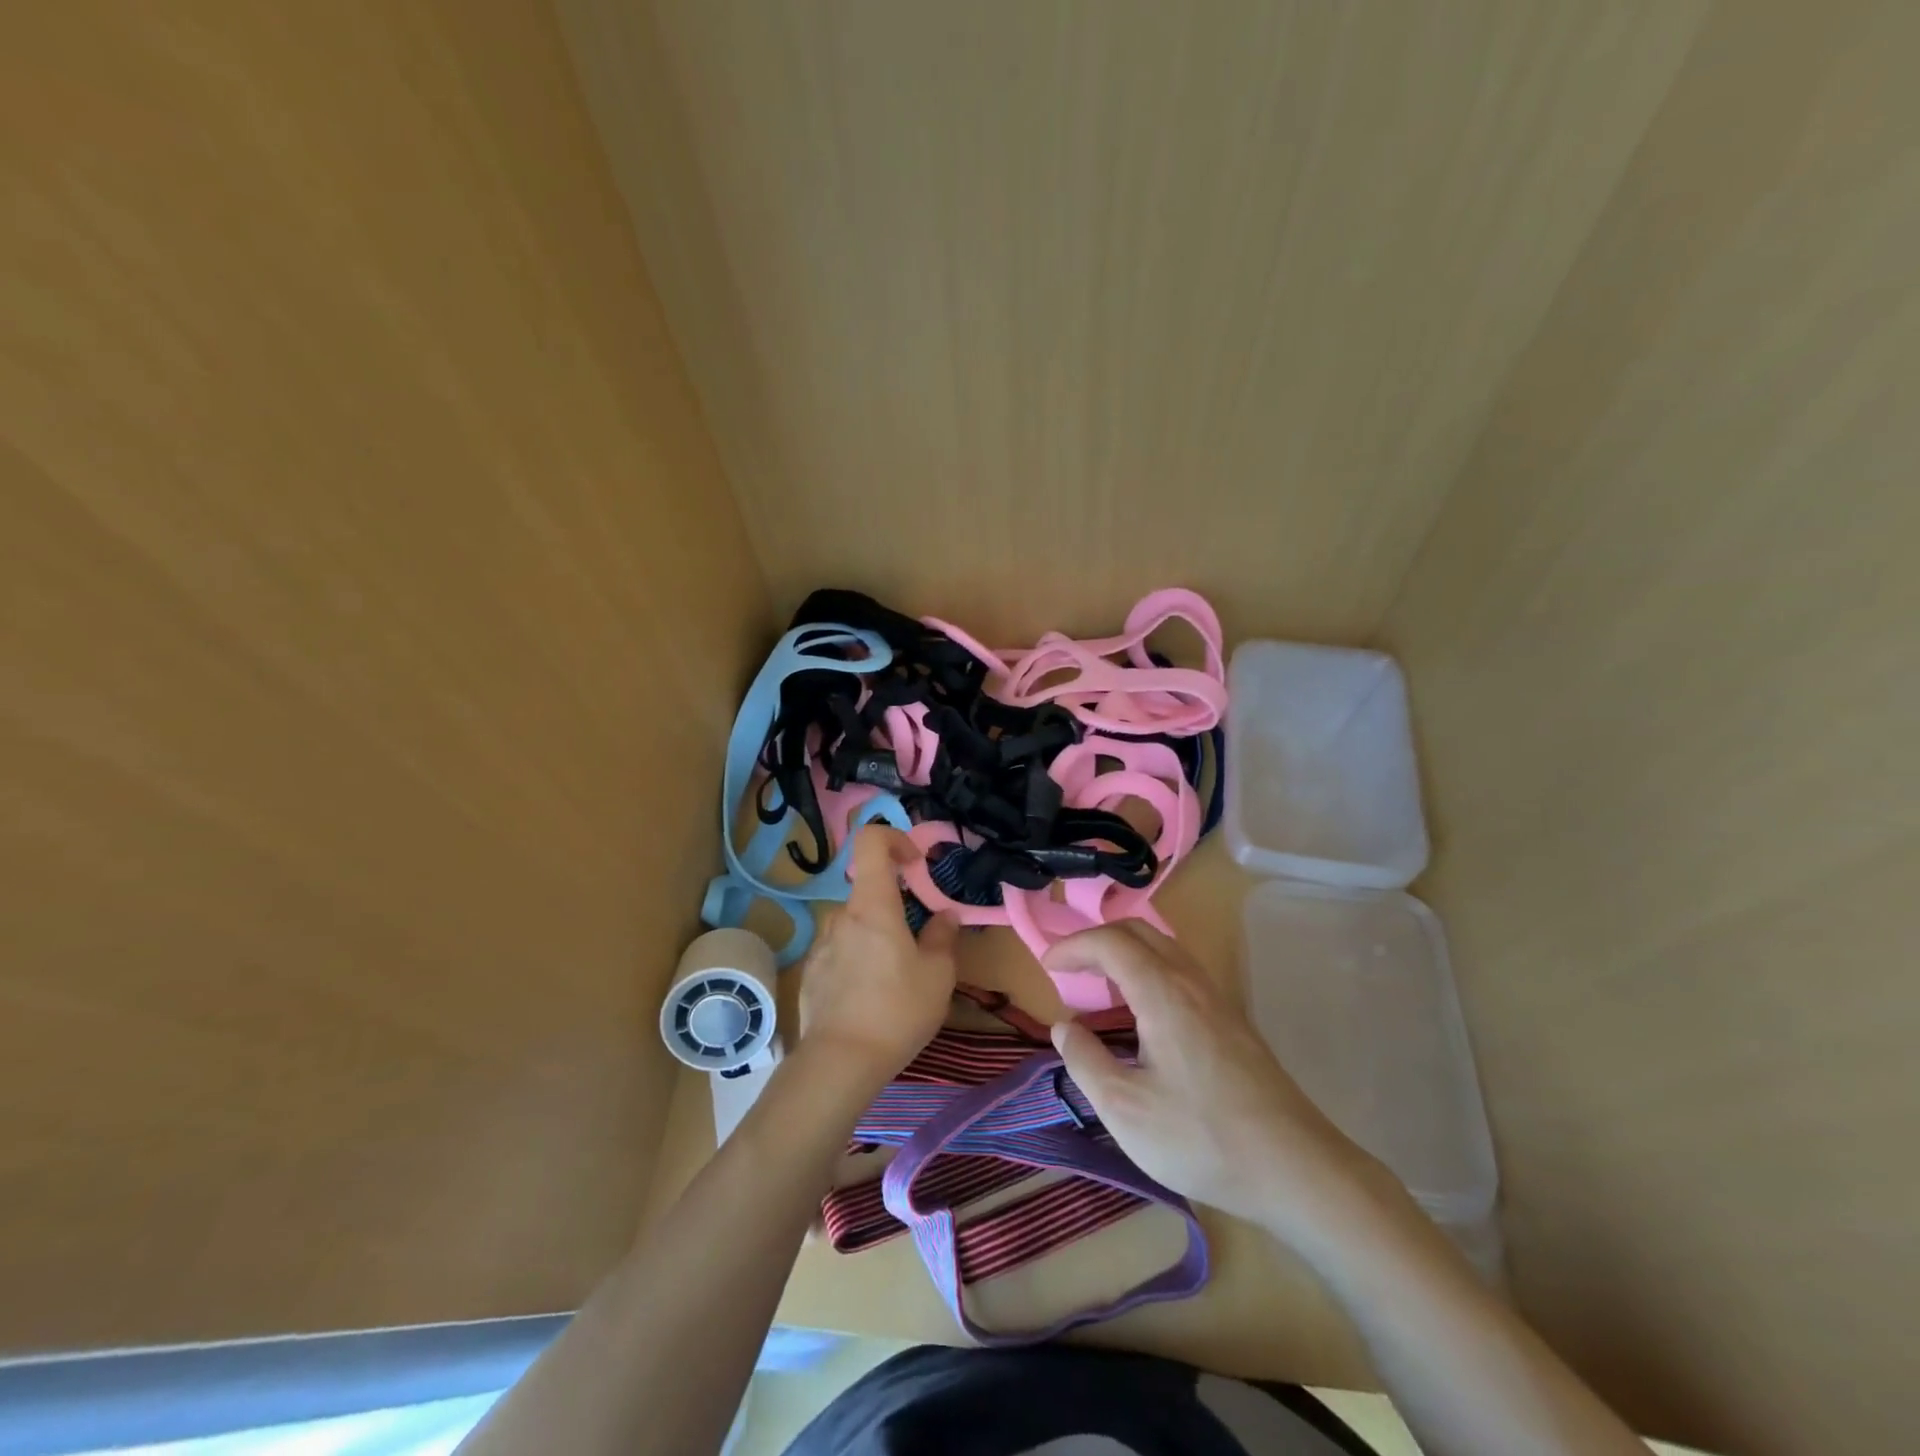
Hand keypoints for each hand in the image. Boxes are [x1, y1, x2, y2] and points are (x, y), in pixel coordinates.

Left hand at [797, 826, 957, 1086]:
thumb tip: (946, 916)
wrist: (840, 1062)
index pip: (871, 842)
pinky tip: (868, 1000)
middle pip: (870, 894)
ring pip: (855, 926)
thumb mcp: (937, 975)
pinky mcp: (811, 972)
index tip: (916, 864)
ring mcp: (821, 944)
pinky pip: (840, 953)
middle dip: (895, 911)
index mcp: (873, 906)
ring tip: (894, 981)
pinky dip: (857, 962)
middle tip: (918, 948)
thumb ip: (943, 937)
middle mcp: (842, 916)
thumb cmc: (897, 1010)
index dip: (894, 839)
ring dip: (876, 939)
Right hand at [1044, 922, 1392, 1241]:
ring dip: (1125, 953)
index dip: (1073, 946)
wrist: (1297, 1168)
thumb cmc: (1202, 1138)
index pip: (1110, 941)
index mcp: (1163, 992)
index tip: (1046, 966)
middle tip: (1069, 969)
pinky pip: (1181, 970)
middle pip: (1139, 931)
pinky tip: (1142, 1013)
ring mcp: (1217, 998)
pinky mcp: (1232, 1019)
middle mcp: (1191, 981)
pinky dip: (1149, 971)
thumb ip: (1085, 1061)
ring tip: (1100, 988)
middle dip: (1097, 940)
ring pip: (1164, 948)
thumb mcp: (1125, 1110)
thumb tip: (1065, 1026)